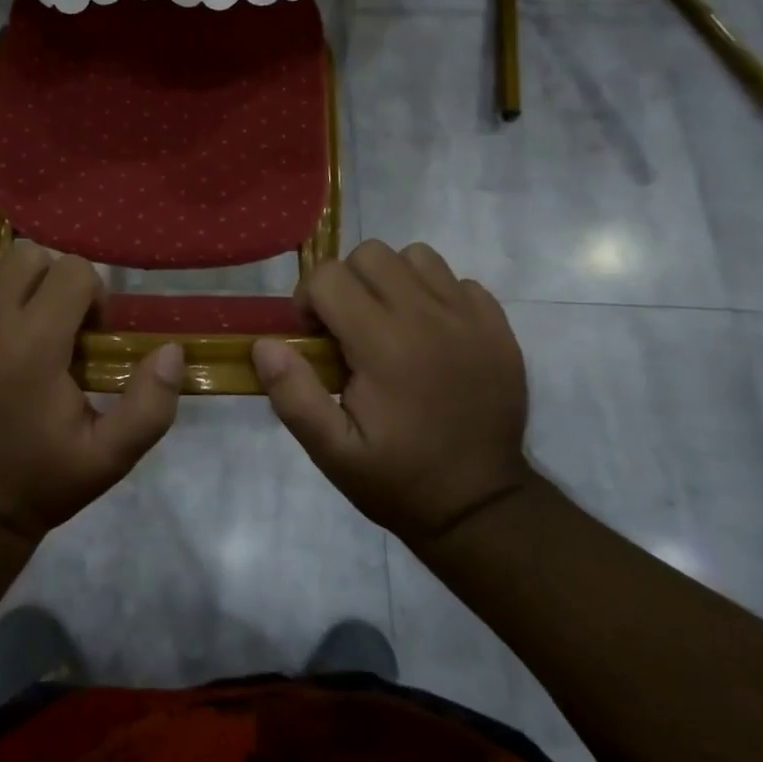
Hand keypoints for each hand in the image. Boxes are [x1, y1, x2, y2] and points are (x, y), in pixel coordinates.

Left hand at [0, 243, 183, 539]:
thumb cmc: (41, 478)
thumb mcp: (110, 456)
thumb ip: (150, 405)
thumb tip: (172, 350)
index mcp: (35, 344)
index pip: (73, 270)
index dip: (90, 295)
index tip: (86, 333)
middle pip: (26, 255)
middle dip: (48, 280)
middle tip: (50, 322)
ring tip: (5, 322)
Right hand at [251, 241, 530, 544]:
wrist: (482, 506)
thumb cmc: (399, 479)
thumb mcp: (332, 452)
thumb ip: (293, 395)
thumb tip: (265, 344)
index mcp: (384, 344)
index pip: (328, 277)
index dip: (308, 301)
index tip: (315, 339)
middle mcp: (428, 317)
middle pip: (370, 255)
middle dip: (347, 284)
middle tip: (348, 329)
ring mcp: (469, 318)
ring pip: (416, 257)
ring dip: (392, 281)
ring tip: (390, 324)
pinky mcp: (497, 326)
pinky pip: (457, 280)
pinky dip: (436, 295)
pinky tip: (431, 335)